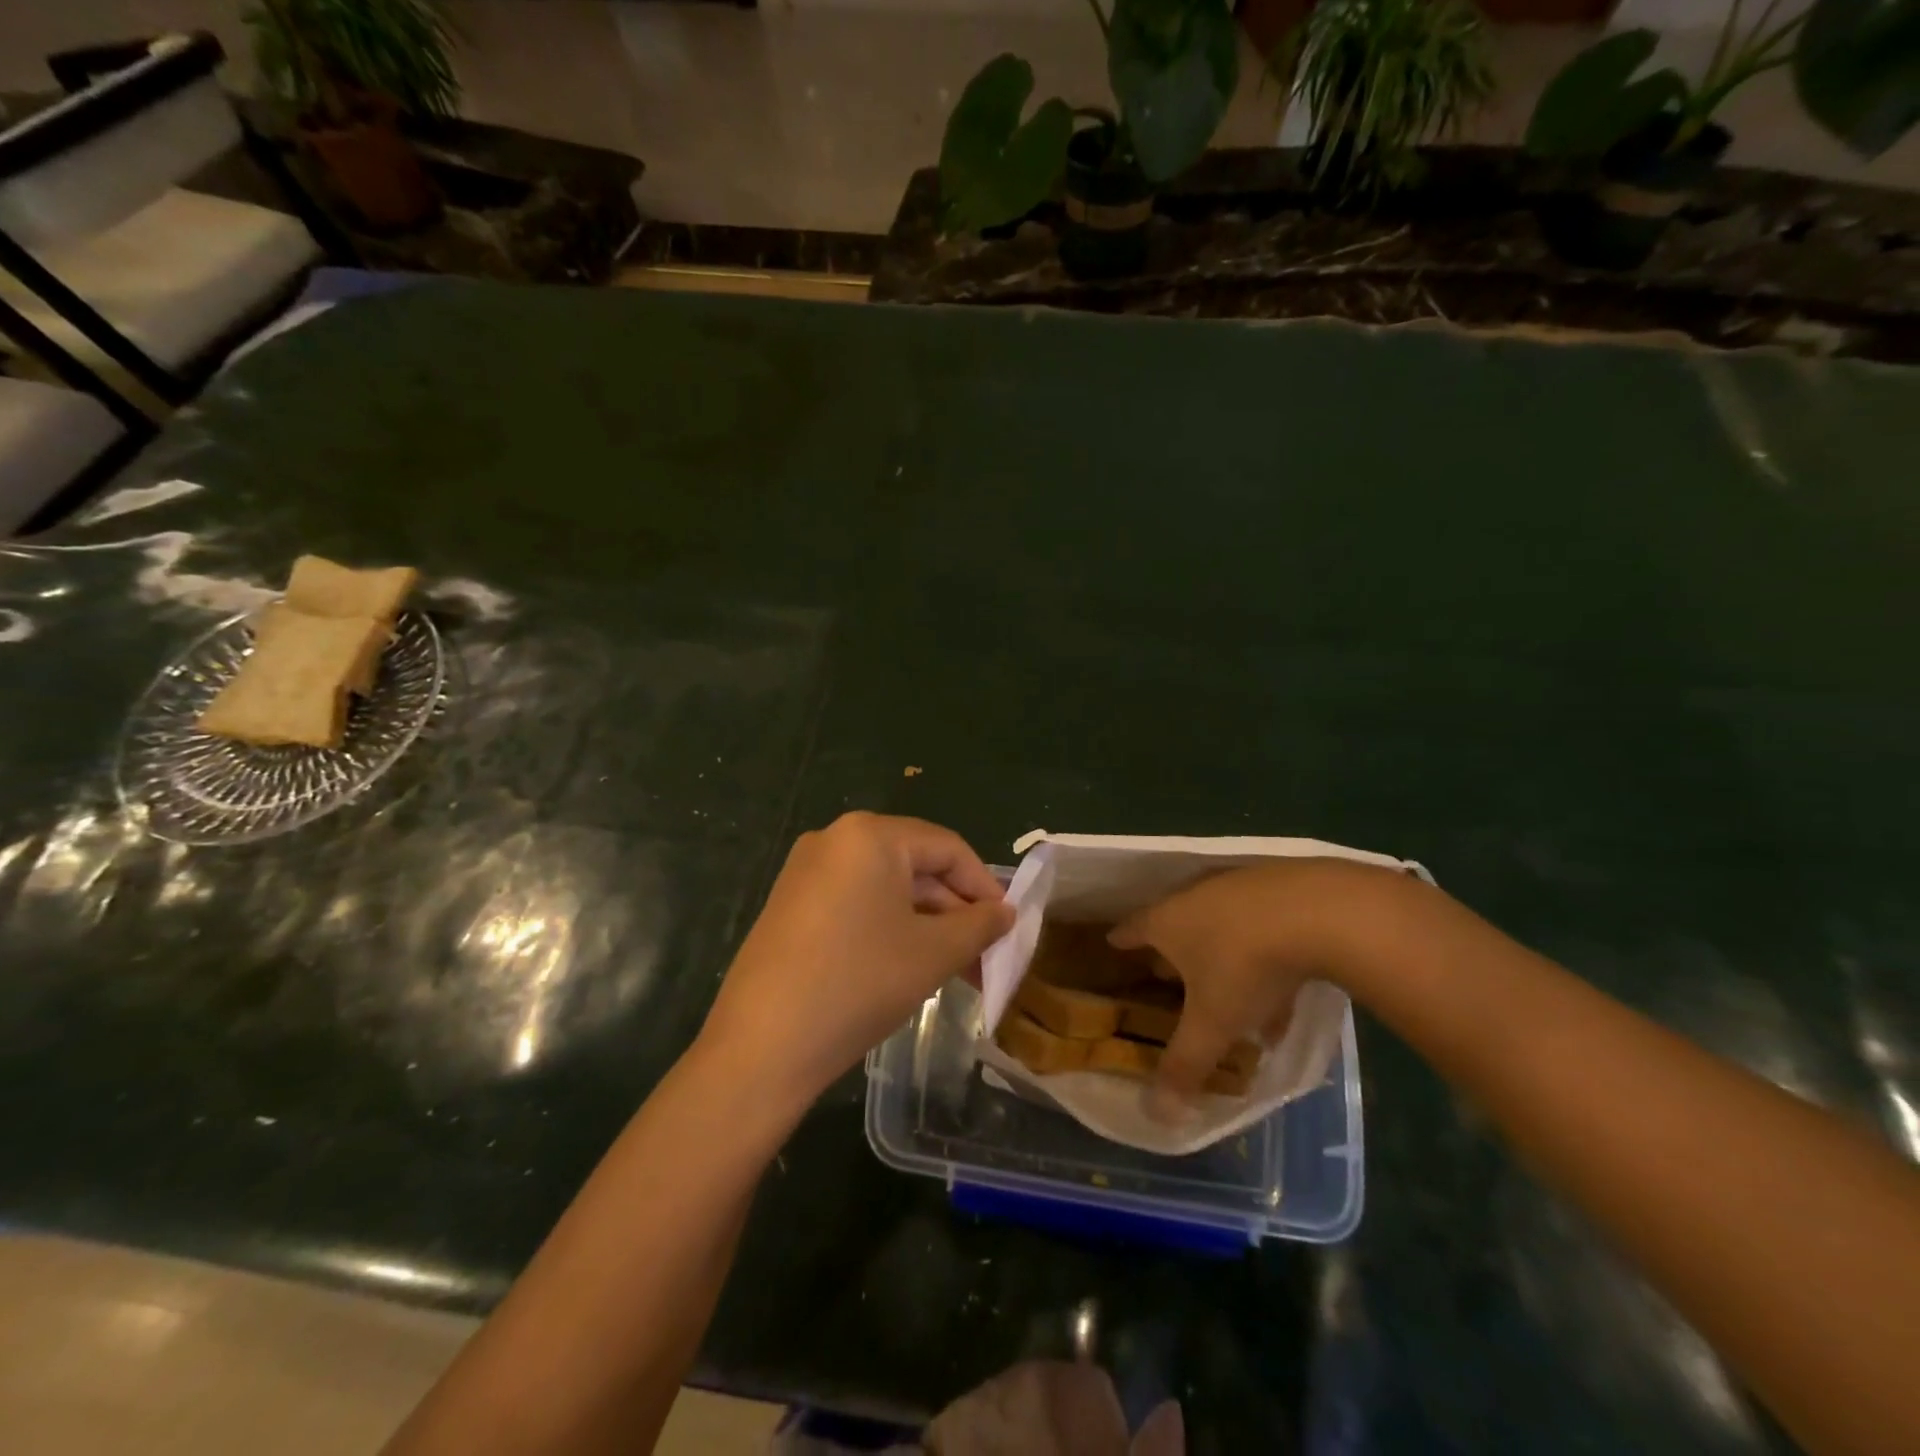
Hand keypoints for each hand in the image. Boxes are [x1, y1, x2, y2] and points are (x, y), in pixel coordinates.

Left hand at [701, 812, 1012, 1105]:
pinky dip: (891, 928)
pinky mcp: (791, 904)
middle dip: (955, 912)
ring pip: (887, 888)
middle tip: (985, 957)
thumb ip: (979, 925)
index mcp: (870, 835)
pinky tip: (910, 966)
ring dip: (927, 925)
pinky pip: (857, 903)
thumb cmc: (859, 983)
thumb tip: (1005, 913)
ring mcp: (807, 871)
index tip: (1008, 926)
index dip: (984, 885)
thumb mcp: (932, 953)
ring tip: (956, 970)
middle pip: (916, 866)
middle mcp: (835, 839)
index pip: (947, 847)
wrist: (762, 1047)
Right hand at [1108, 858, 1418, 1101]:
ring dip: (1223, 961)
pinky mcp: (1280, 887)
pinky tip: (1285, 997)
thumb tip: (1157, 1114)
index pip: (1132, 929)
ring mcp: (1238, 888)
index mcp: (1167, 922)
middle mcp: (1195, 897)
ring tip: (1234, 1000)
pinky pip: (1261, 929)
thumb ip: (1186, 1065)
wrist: (1320, 911)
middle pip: (1175, 924)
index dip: (1122, 940)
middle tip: (1168, 975)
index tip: (1113, 943)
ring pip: (1221, 928)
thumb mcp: (1214, 1023)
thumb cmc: (1246, 965)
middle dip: (1172, 952)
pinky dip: (1264, 957)